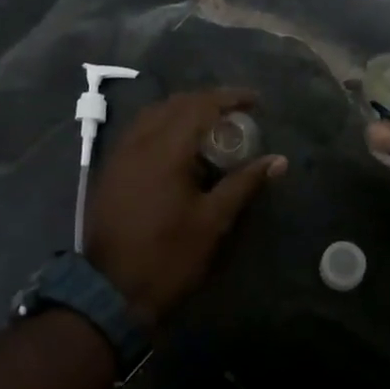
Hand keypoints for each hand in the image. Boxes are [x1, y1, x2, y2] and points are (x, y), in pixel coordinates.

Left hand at [85, 88, 286, 322]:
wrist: (110, 290)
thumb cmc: (168, 256)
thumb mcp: (212, 221)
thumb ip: (244, 184)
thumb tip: (278, 161)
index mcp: (164, 150)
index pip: (199, 106)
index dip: (229, 98)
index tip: (256, 101)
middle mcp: (138, 142)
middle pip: (175, 104)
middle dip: (207, 102)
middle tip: (236, 115)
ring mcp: (119, 155)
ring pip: (153, 115)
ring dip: (183, 112)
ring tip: (210, 126)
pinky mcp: (110, 170)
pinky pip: (138, 132)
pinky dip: (163, 127)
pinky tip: (179, 147)